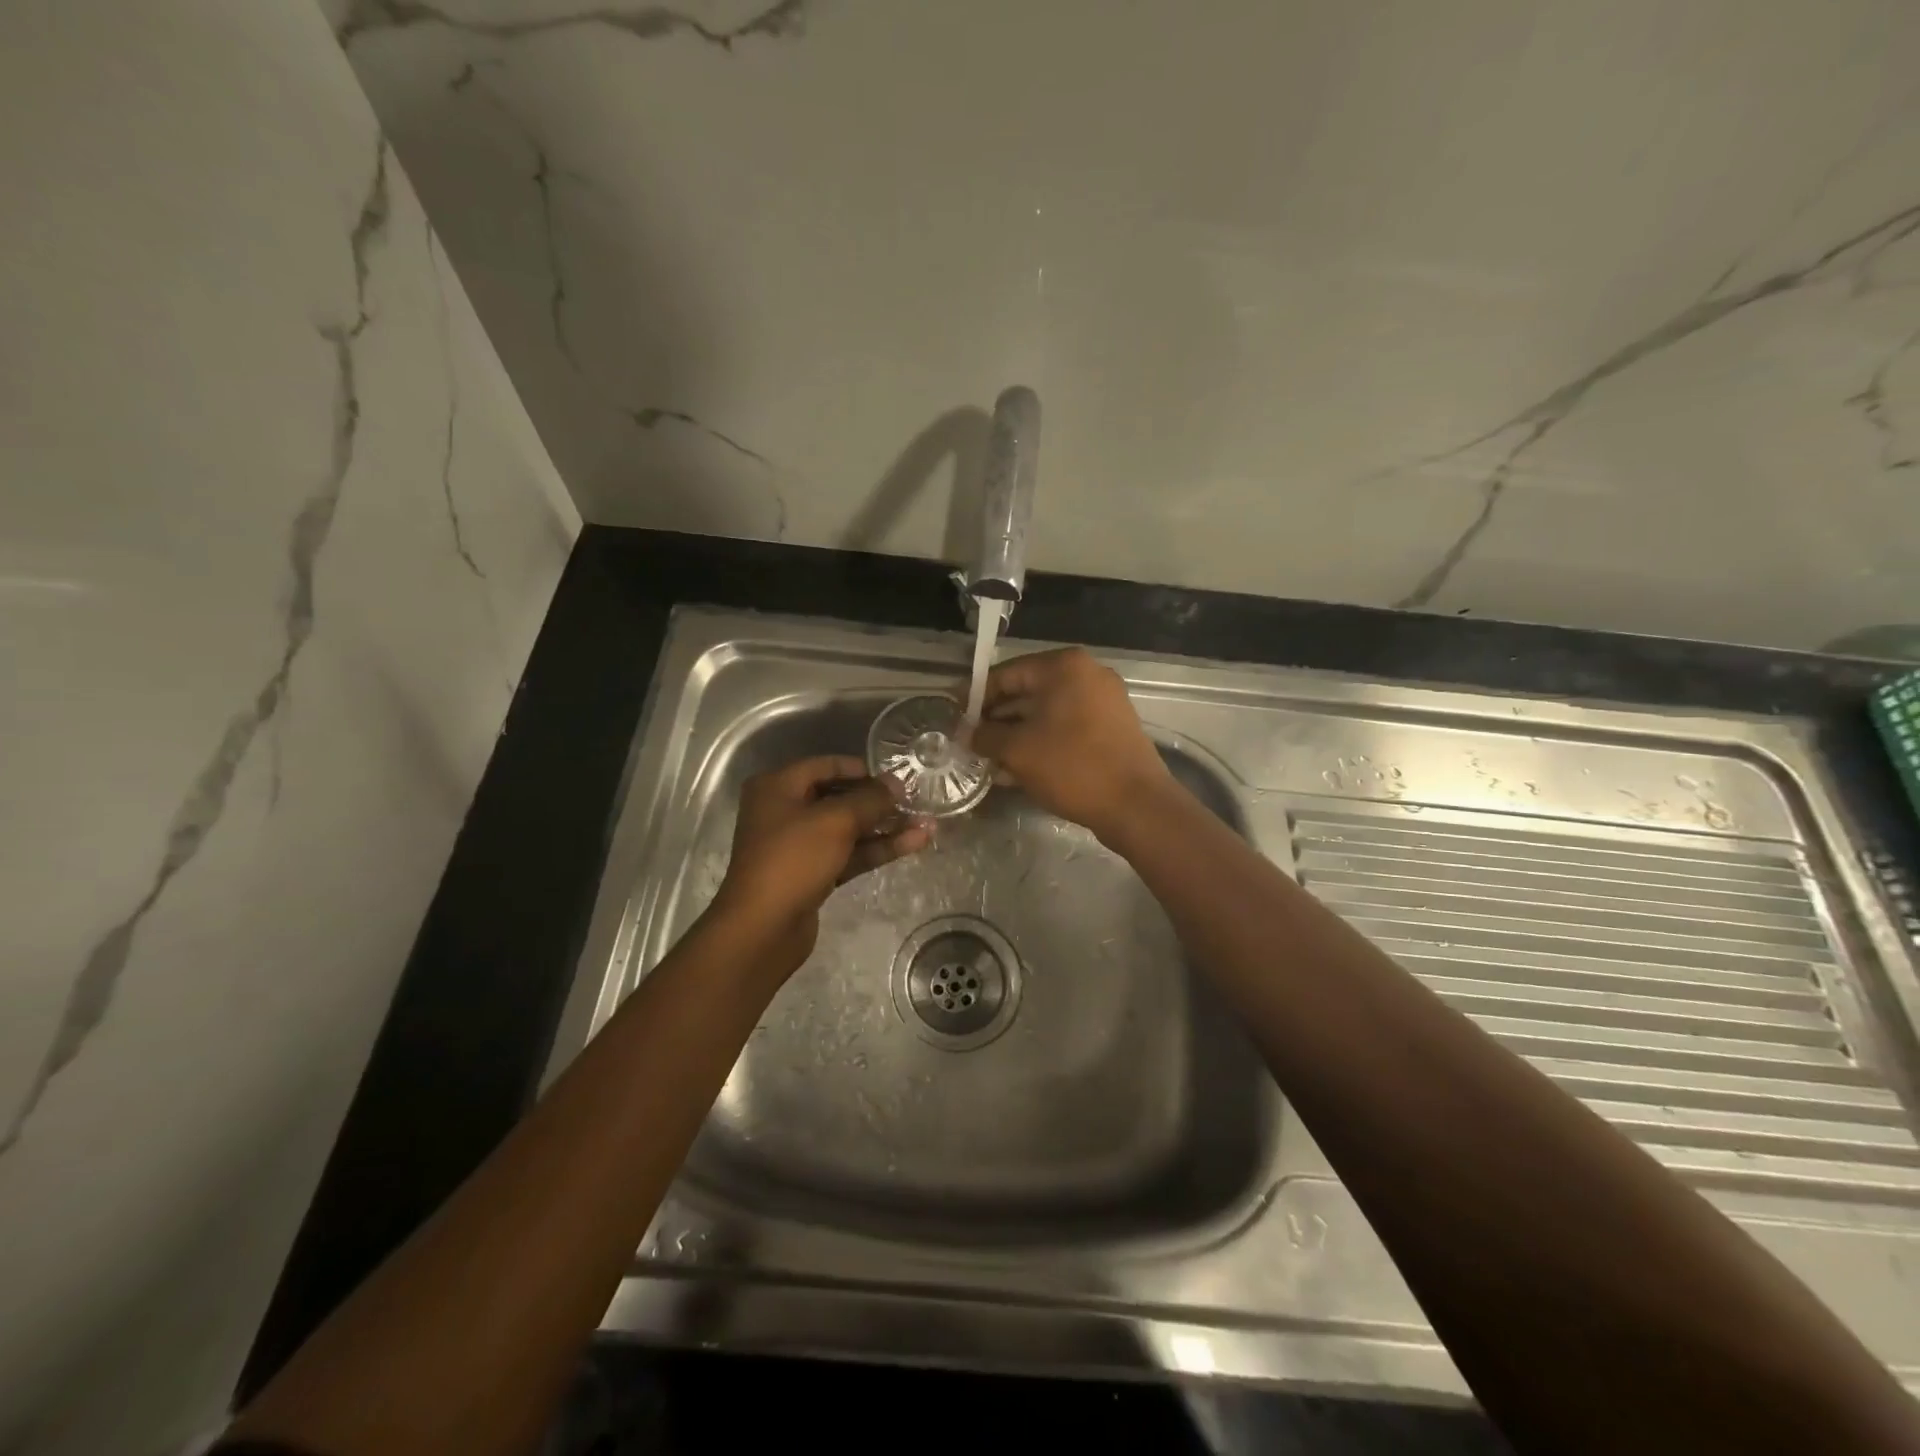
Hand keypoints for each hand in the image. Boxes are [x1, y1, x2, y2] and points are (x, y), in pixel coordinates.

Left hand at [710, 755, 930, 975]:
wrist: (763, 929)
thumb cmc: (793, 860)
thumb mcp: (835, 821)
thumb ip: (870, 799)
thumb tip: (896, 784)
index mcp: (778, 787)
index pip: (826, 765)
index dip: (863, 769)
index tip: (897, 777)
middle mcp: (784, 811)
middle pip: (839, 797)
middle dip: (879, 801)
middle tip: (916, 801)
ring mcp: (798, 845)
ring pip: (848, 829)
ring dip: (885, 827)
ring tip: (927, 824)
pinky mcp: (812, 874)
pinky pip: (848, 853)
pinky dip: (876, 849)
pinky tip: (913, 844)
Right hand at [967, 647, 1170, 842]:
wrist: (1135, 805)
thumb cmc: (1071, 766)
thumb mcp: (1017, 750)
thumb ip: (985, 736)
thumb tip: (966, 734)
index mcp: (1063, 667)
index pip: (1006, 673)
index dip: (975, 695)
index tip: (954, 716)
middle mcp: (1087, 674)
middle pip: (1027, 692)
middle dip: (996, 719)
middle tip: (970, 742)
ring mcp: (1104, 701)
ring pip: (1046, 713)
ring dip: (1016, 734)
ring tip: (989, 760)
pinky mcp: (1112, 727)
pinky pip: (1066, 727)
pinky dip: (1042, 741)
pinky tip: (1018, 768)